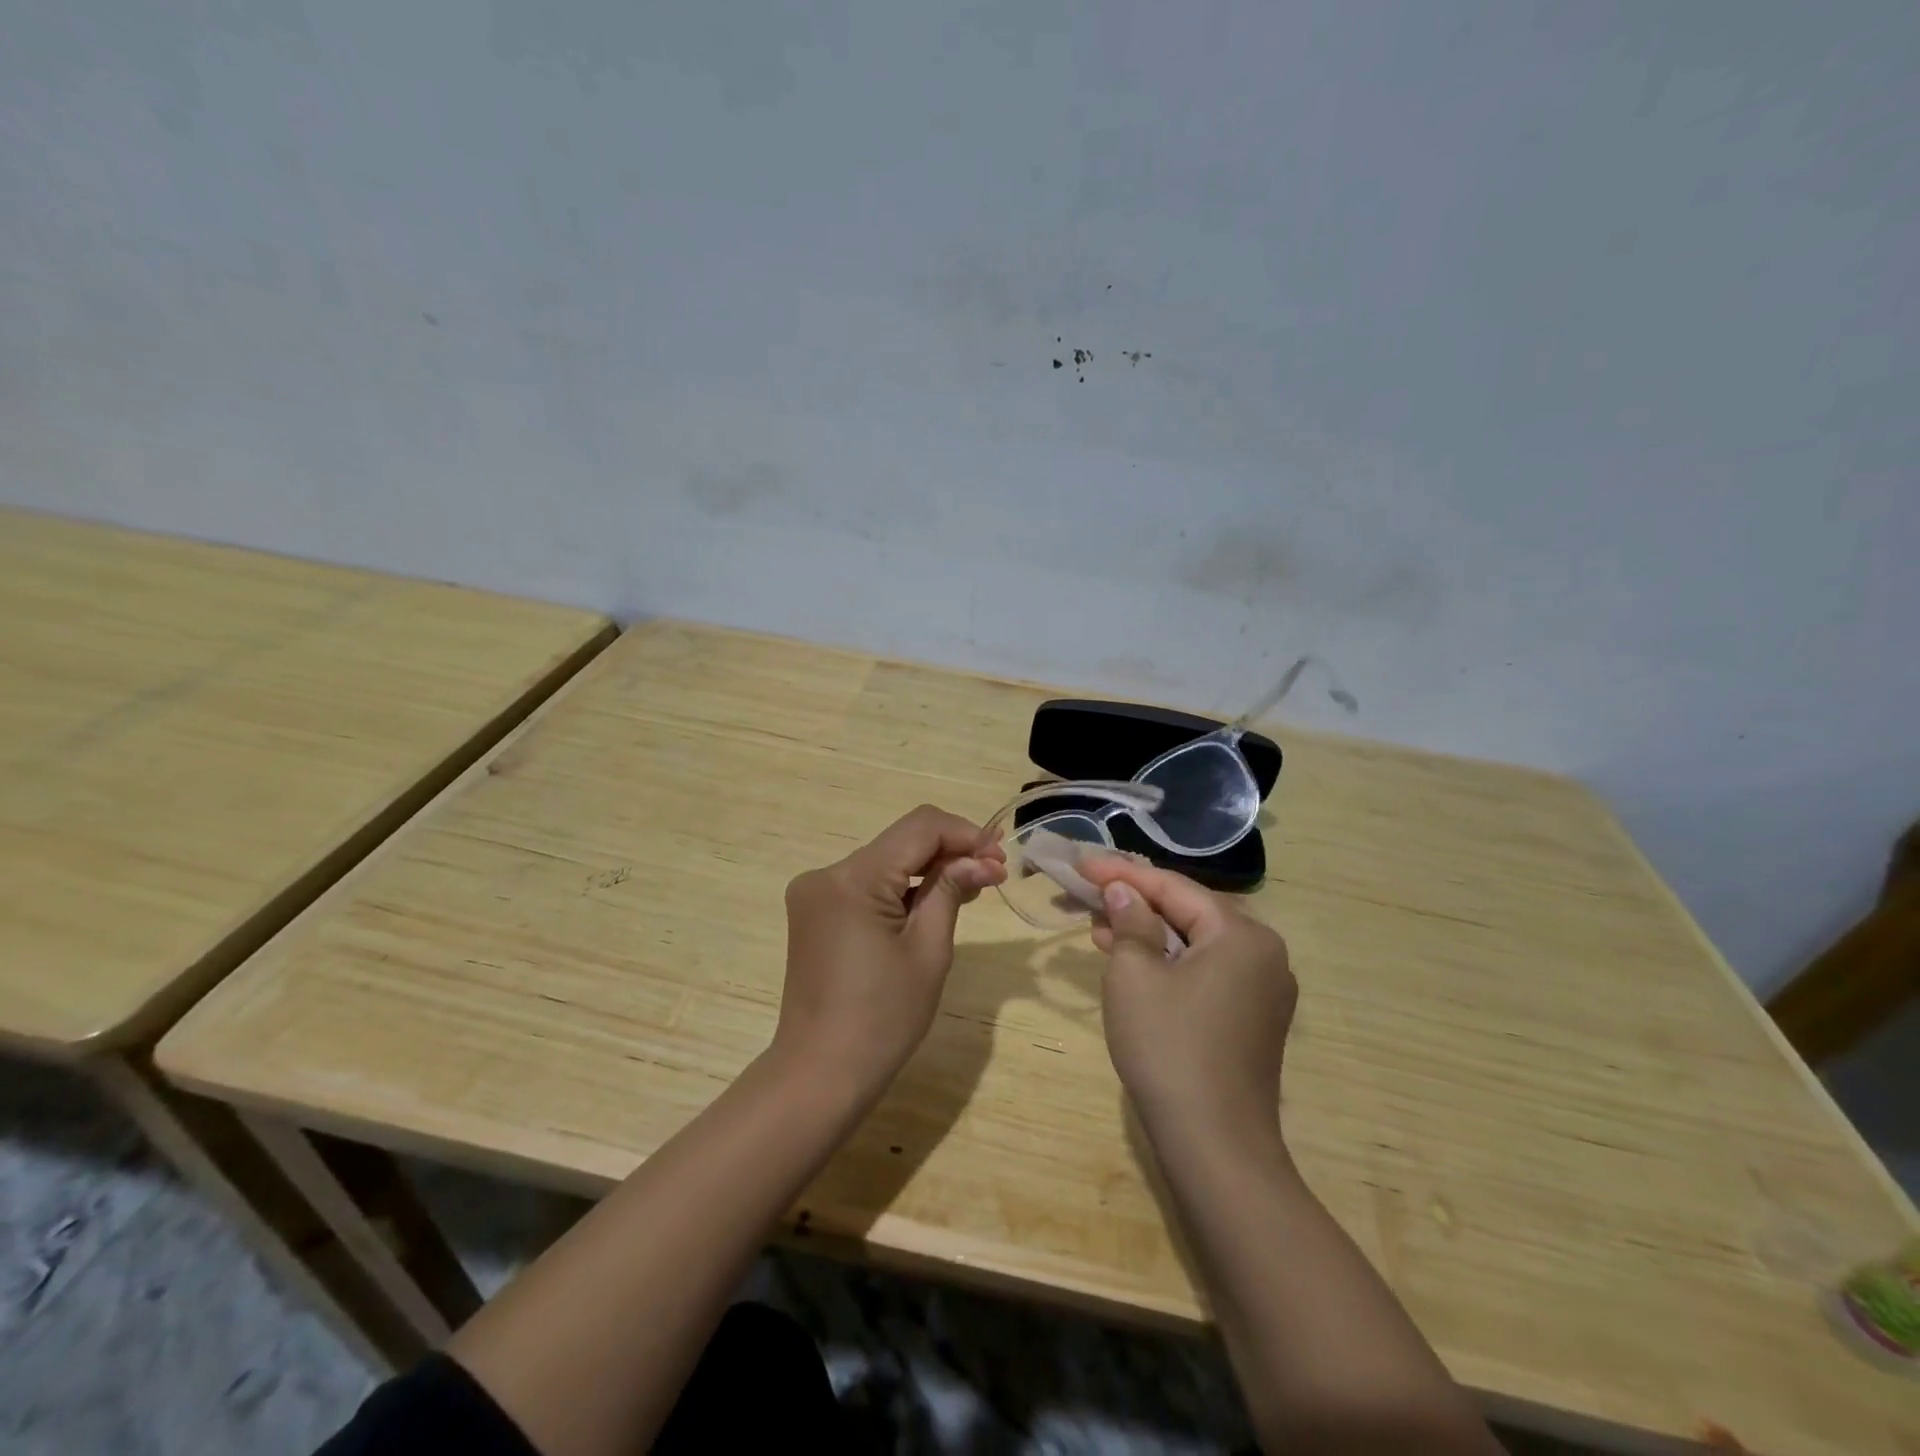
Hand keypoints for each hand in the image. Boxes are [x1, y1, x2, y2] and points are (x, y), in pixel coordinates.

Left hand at [773, 805, 1005, 1108]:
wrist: (821, 1074)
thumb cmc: (883, 1018)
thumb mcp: (928, 950)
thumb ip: (951, 890)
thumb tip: (982, 858)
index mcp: (852, 878)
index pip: (919, 828)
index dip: (965, 833)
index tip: (1000, 857)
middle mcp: (826, 873)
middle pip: (900, 842)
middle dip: (950, 851)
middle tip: (994, 873)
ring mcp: (816, 893)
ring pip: (885, 861)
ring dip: (928, 869)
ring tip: (973, 886)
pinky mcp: (815, 912)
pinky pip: (867, 884)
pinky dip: (902, 888)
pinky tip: (933, 901)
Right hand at [1080, 855, 1296, 1144]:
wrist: (1215, 1145)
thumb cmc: (1169, 1047)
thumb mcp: (1134, 975)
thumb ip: (1130, 921)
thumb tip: (1123, 893)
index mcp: (1241, 934)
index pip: (1173, 887)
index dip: (1122, 873)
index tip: (1081, 864)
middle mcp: (1262, 953)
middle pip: (1187, 911)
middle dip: (1133, 902)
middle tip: (1086, 894)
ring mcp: (1262, 989)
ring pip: (1194, 943)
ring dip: (1146, 933)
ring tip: (1097, 927)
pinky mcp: (1252, 1019)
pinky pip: (1205, 971)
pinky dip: (1167, 962)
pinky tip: (1130, 961)